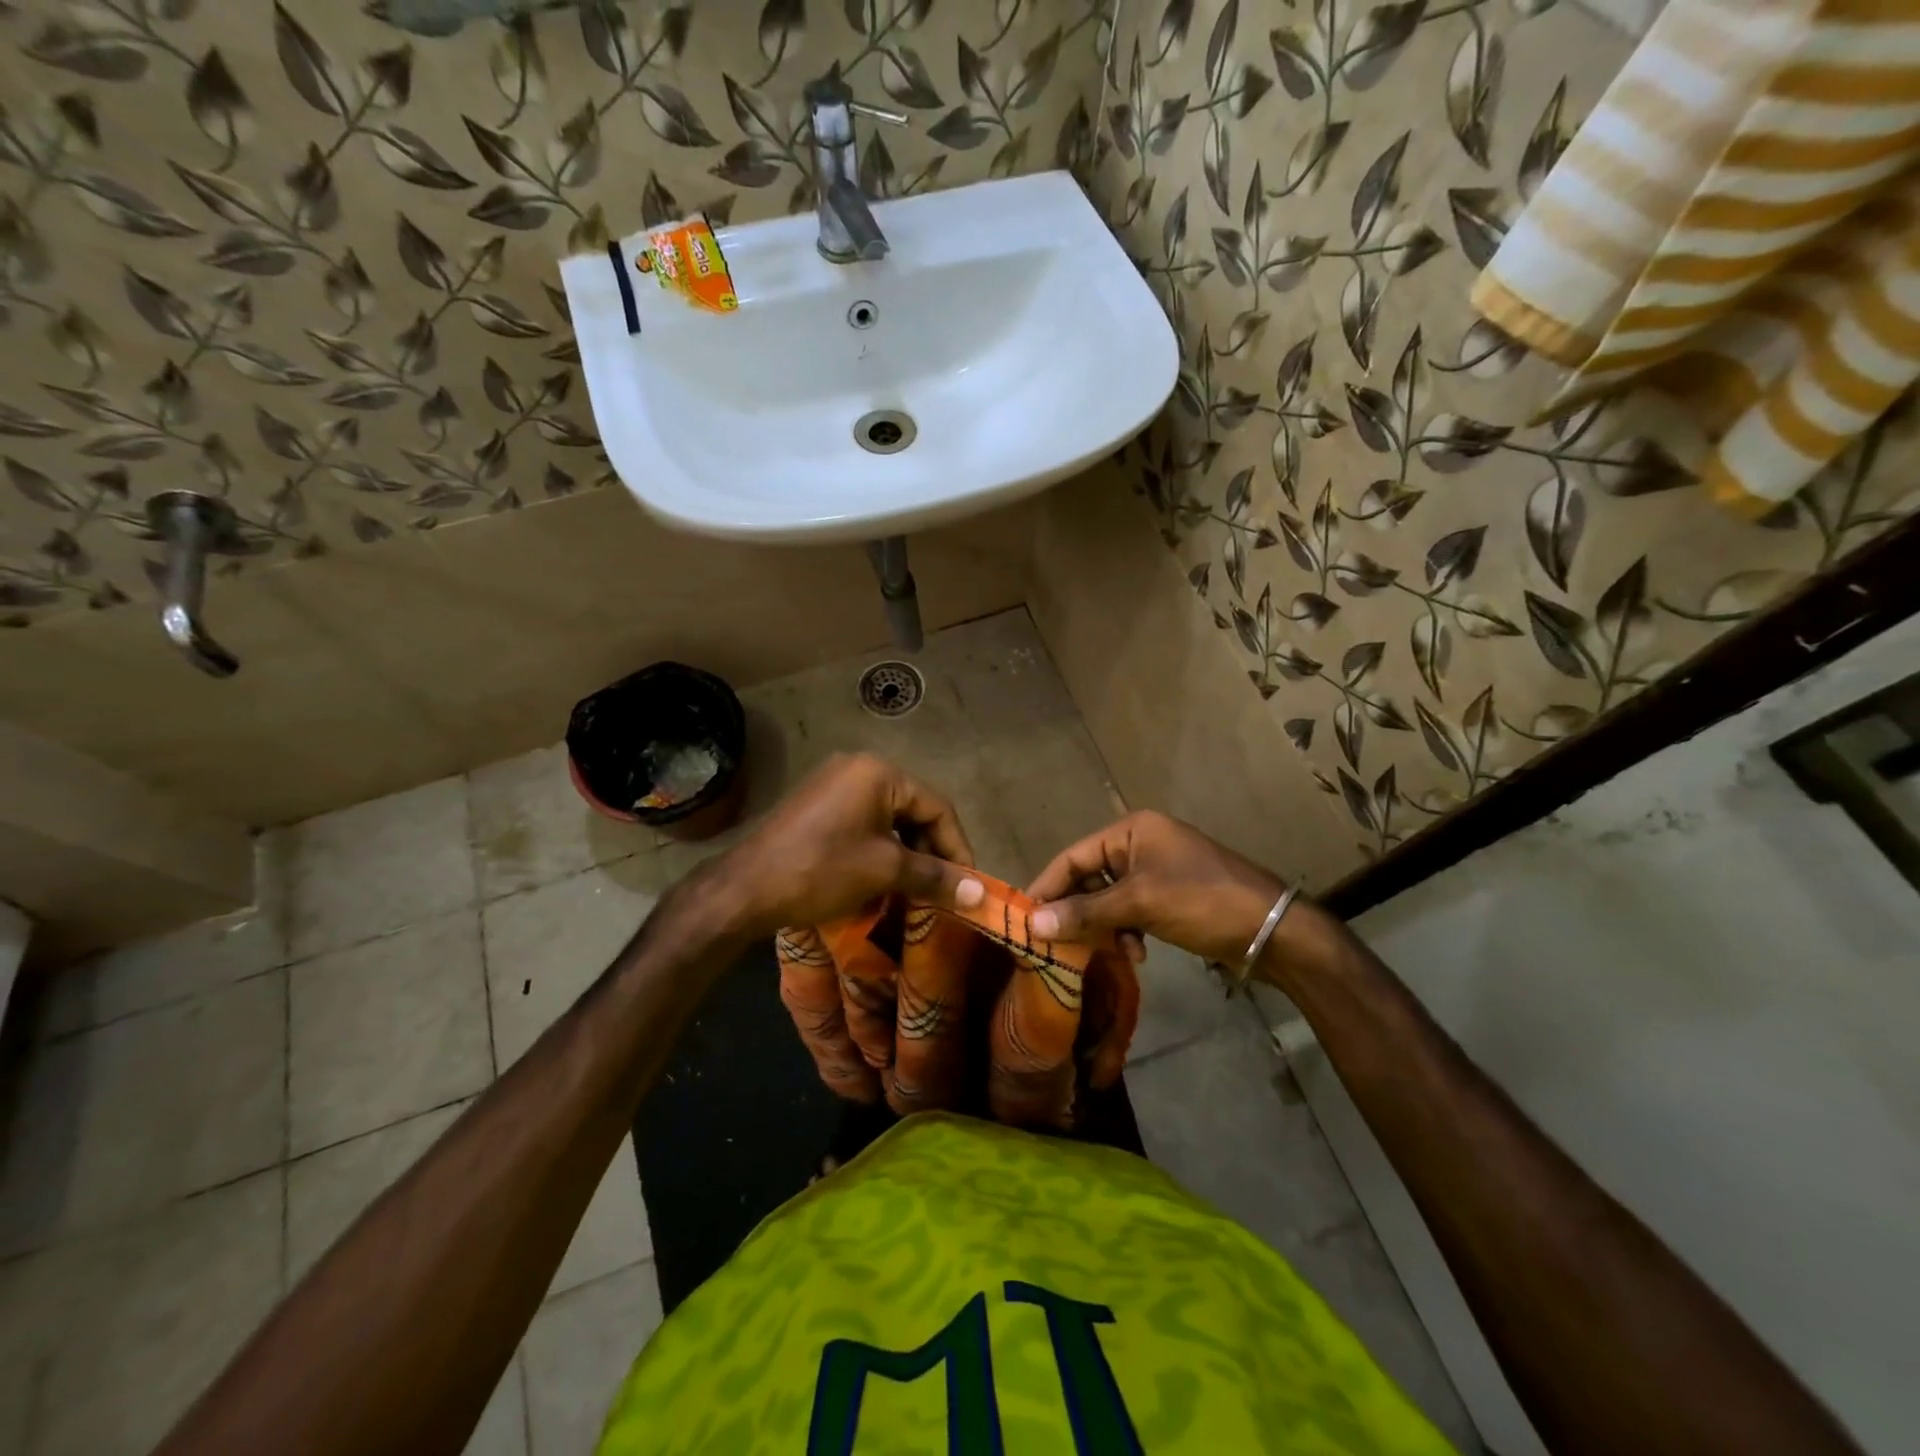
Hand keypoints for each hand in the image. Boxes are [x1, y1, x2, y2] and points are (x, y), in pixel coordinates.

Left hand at [708, 754, 984, 939]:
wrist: (745, 889)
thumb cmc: (822, 870)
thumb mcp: (885, 871)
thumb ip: (935, 877)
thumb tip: (978, 893)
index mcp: (878, 773)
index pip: (937, 807)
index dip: (957, 848)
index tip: (968, 884)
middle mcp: (857, 767)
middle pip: (913, 810)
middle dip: (931, 852)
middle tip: (942, 890)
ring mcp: (833, 784)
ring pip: (888, 819)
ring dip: (906, 854)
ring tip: (916, 889)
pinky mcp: (816, 805)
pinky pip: (863, 823)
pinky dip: (880, 850)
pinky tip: (883, 879)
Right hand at [1026, 811, 1288, 968]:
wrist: (1273, 930)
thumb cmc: (1202, 902)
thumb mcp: (1139, 904)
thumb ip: (1084, 912)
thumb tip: (1032, 923)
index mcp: (1132, 830)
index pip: (1073, 856)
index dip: (1047, 887)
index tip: (1023, 919)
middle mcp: (1140, 843)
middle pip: (1089, 877)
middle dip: (1079, 911)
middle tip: (1059, 945)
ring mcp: (1157, 869)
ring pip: (1109, 898)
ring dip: (1105, 926)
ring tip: (1113, 951)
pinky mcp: (1169, 895)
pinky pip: (1131, 910)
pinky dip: (1128, 931)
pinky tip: (1138, 953)